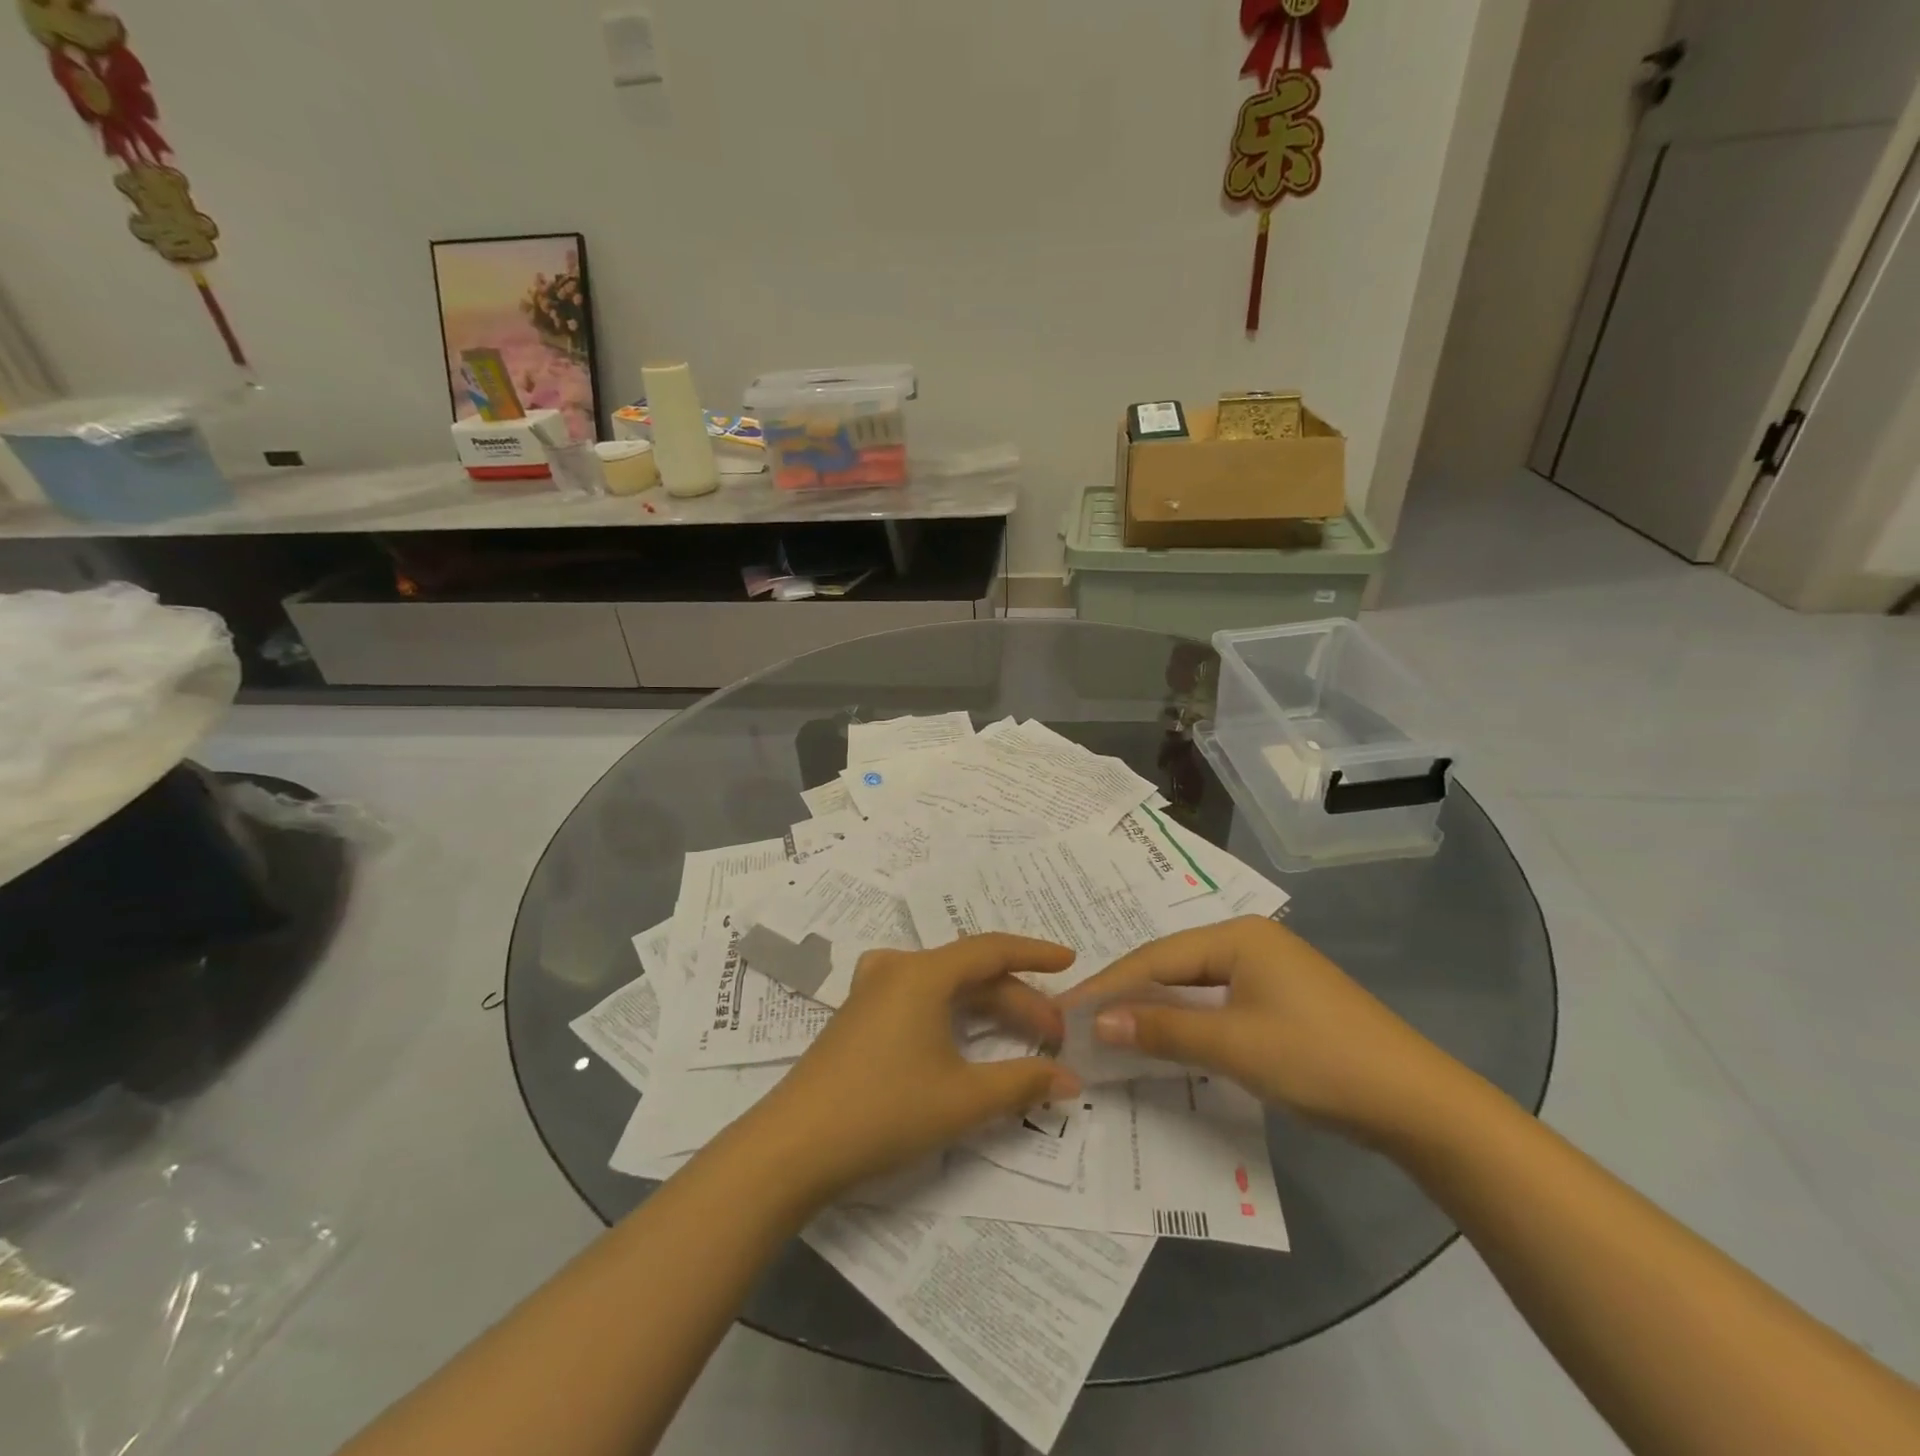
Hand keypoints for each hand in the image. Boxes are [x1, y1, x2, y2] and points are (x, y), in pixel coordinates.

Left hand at [737, 934, 1081, 1203]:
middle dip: (1017, 999)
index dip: (1034, 953)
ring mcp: (872, 990)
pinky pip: (920, 998)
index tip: (1071, 961)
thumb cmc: (884, 1111)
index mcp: (922, 973)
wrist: (793, 1147)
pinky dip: (954, 1013)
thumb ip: (1022, 1082)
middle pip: (970, 972)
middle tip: (1054, 1034)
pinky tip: (964, 1036)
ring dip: (986, 1007)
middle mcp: (896, 968)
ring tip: (1022, 1034)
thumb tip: (1069, 1079)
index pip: (991, 948)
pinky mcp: (859, 1016)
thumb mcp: (962, 1099)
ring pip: (944, 986)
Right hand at [1059, 916, 1462, 1144]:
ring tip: (1109, 1030)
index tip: (1065, 1009)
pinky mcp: (1280, 1002)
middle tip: (1080, 1021)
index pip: (1156, 957)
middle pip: (1172, 966)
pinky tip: (1163, 1038)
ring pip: (1194, 986)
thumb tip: (1098, 1023)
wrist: (1419, 1105)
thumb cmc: (1320, 1061)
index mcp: (1239, 936)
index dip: (1108, 985)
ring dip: (1154, 1010)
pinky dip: (1186, 1021)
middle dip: (1127, 995)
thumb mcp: (1234, 1046)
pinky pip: (1217, 1003)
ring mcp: (1268, 972)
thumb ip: (1164, 1030)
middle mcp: (1250, 942)